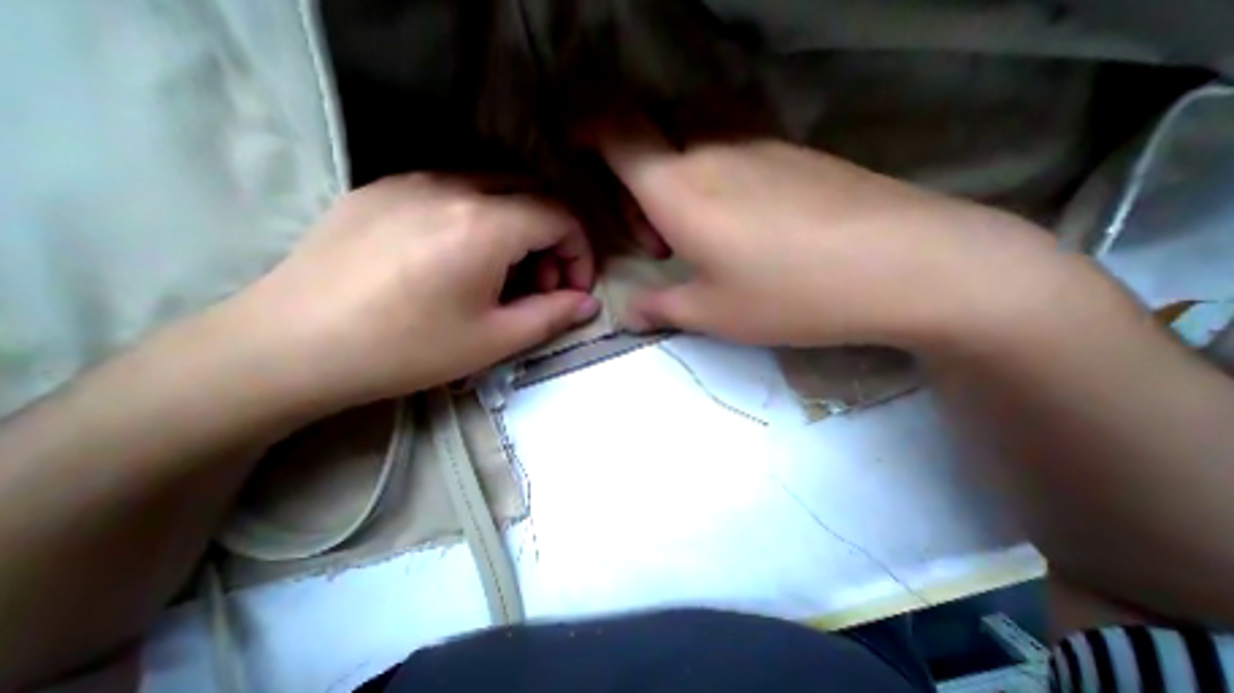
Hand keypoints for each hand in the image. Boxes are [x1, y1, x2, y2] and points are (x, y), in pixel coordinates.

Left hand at [229, 172, 604, 411]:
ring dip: (520, 227)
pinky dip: (483, 218)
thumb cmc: (406, 350)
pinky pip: (456, 190)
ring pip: (496, 187)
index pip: (561, 218)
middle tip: (543, 284)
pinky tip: (464, 258)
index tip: (573, 290)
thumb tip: (588, 303)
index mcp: (484, 224)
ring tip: (505, 275)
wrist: (289, 347)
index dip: (580, 253)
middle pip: (534, 194)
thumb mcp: (495, 340)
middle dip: (554, 238)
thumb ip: (552, 316)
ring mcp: (412, 180)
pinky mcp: (383, 188)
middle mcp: (452, 186)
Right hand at [593, 115, 1064, 352]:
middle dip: (634, 182)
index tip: (573, 141)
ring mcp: (759, 146)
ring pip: (692, 144)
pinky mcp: (794, 154)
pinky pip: (733, 151)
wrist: (902, 264)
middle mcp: (713, 152)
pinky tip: (741, 223)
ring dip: (675, 181)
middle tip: (655, 238)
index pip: (617, 132)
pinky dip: (714, 178)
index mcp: (680, 189)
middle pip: (652, 140)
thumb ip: (659, 308)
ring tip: (697, 234)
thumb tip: (629, 314)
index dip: (586, 127)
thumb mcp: (711, 312)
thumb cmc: (789, 293)